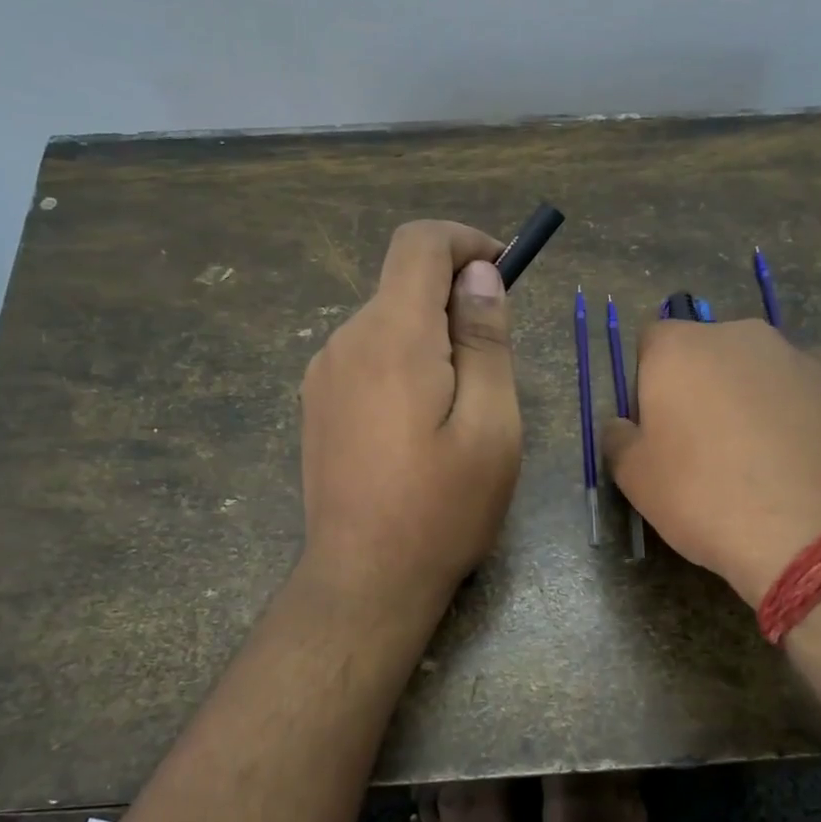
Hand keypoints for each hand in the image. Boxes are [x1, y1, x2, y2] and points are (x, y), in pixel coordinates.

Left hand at [299, 221, 521, 609]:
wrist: (364, 579)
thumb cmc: (442, 508)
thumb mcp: (491, 426)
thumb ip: (485, 341)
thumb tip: (479, 275)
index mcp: (392, 337)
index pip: (420, 243)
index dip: (466, 242)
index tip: (503, 274)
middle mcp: (346, 341)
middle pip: (404, 283)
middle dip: (456, 300)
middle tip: (494, 365)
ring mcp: (323, 373)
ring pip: (387, 322)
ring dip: (431, 337)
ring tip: (460, 408)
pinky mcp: (317, 403)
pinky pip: (367, 356)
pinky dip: (404, 362)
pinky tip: (419, 426)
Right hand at [602, 319, 820, 606]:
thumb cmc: (707, 495)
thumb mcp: (637, 479)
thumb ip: (619, 441)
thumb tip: (620, 426)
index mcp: (681, 348)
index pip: (651, 343)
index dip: (647, 384)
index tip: (654, 428)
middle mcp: (740, 337)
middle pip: (707, 354)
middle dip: (700, 389)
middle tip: (700, 448)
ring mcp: (798, 360)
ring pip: (756, 376)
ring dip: (746, 405)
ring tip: (753, 466)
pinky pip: (797, 400)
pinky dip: (789, 423)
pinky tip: (792, 472)